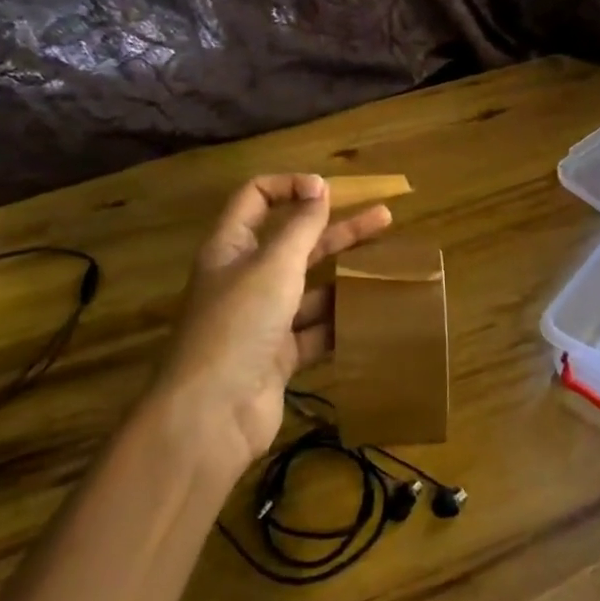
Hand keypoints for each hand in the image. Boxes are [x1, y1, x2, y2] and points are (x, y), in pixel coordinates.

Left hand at [155, 174, 392, 479]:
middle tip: (384, 218)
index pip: (256, 198)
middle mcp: (245, 278)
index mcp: (231, 247)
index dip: (290, 186)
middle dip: (337, 228)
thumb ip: (301, 226)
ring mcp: (262, 320)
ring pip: (310, 287)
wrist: (212, 414)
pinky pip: (315, 330)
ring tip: (386, 270)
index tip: (329, 191)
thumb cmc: (240, 323)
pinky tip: (373, 314)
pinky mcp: (278, 356)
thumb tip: (318, 188)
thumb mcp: (274, 265)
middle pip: (294, 242)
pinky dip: (340, 322)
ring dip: (345, 276)